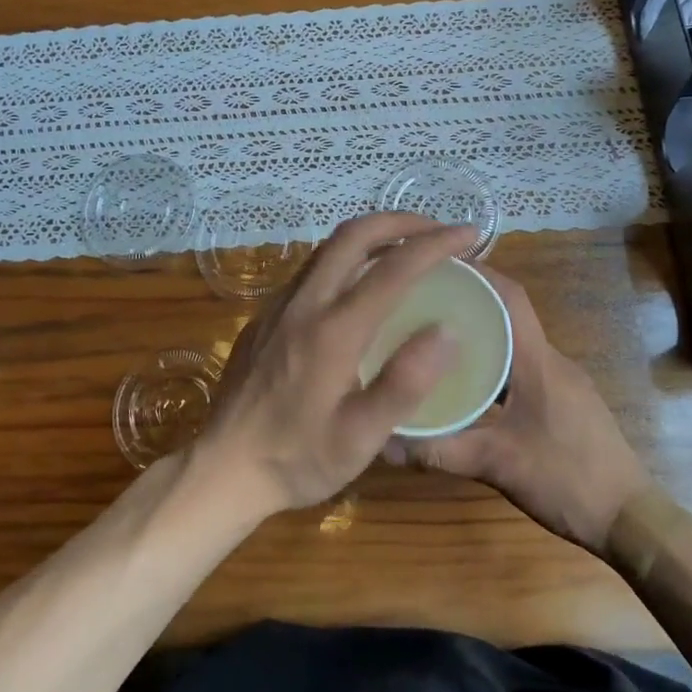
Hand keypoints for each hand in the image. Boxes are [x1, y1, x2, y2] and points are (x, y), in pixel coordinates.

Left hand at [194, 213, 476, 515]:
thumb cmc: (296, 458)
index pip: (393, 268)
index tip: (469, 235)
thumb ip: (405, 383)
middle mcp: (304, 303)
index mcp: (333, 329)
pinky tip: (360, 286)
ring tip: (406, 249)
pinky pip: (312, 270)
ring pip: (328, 248)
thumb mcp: (360, 437)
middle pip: (353, 235)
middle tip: (437, 231)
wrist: (222, 469)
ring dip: (371, 236)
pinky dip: (347, 259)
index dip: (436, 244)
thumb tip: (446, 331)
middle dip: (401, 222)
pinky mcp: (265, 317)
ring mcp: (279, 306)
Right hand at [380, 270, 650, 554]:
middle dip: (468, 304)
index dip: (478, 274)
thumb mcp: (497, 464)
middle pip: (508, 316)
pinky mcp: (565, 402)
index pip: (510, 297)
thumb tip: (384, 441)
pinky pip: (523, 368)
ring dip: (481, 337)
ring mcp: (562, 381)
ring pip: (515, 345)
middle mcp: (551, 360)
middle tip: (422, 305)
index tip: (437, 267)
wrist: (630, 518)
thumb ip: (440, 452)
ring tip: (435, 342)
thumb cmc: (567, 478)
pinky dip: (495, 365)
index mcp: (538, 361)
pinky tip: (469, 387)